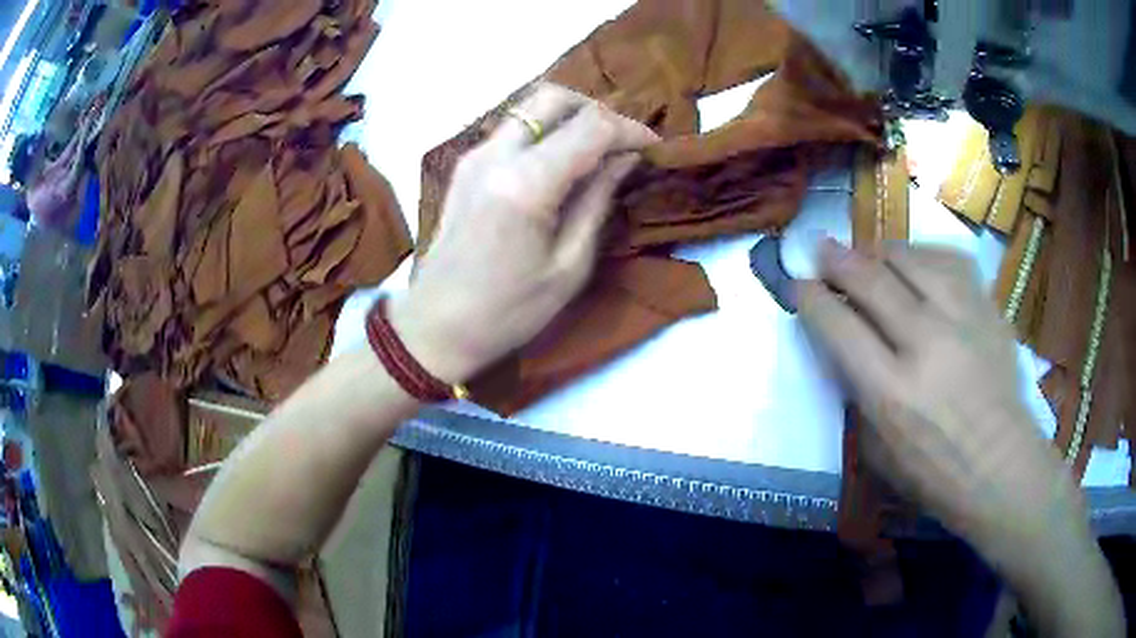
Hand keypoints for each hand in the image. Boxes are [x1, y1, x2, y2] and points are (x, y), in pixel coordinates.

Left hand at [390, 84, 658, 383]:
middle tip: (622, 143)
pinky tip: (561, 161)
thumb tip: (625, 158)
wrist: (436, 327)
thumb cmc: (508, 312)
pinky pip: (513, 128)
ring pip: (530, 107)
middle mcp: (496, 155)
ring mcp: (475, 155)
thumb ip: (598, 200)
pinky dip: (544, 131)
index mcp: (526, 184)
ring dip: (569, 117)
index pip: (591, 127)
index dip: (630, 130)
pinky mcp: (465, 165)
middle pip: (554, 98)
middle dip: (597, 111)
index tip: (653, 149)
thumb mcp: (569, 266)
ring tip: (596, 150)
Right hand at [800, 241, 1124, 635]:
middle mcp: (925, 343)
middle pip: (870, 279)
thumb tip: (846, 347)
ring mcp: (961, 318)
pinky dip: (925, 255)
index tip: (799, 285)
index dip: (810, 298)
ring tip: (872, 257)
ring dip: (880, 252)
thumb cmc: (936, 475)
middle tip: (822, 248)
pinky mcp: (987, 308)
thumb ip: (859, 396)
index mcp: (890, 392)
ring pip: (909, 258)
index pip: (838, 326)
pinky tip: (918, 264)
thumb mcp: (879, 453)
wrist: (1003, 467)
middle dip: (836, 259)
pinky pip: (949, 259)